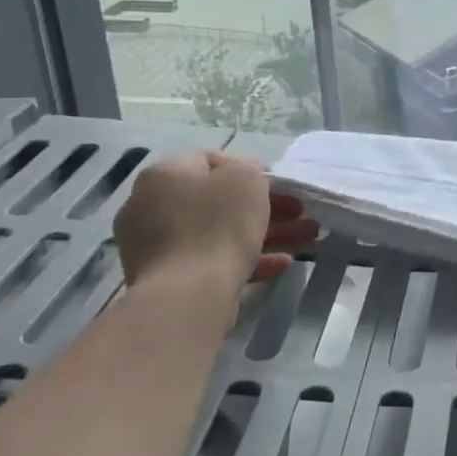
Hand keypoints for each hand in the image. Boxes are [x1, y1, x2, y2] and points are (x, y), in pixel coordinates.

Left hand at [113, 151, 319, 286]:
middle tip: (298, 213)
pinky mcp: (169, 278)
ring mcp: (158, 245)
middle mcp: (152, 205)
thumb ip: (249, 169)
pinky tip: (281, 264)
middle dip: (265, 206)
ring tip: (304, 240)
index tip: (278, 185)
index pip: (209, 159)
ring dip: (265, 233)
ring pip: (220, 232)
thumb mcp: (245, 180)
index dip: (249, 168)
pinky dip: (246, 259)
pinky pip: (212, 260)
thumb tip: (245, 178)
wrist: (186, 296)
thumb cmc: (217, 225)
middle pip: (218, 199)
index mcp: (165, 174)